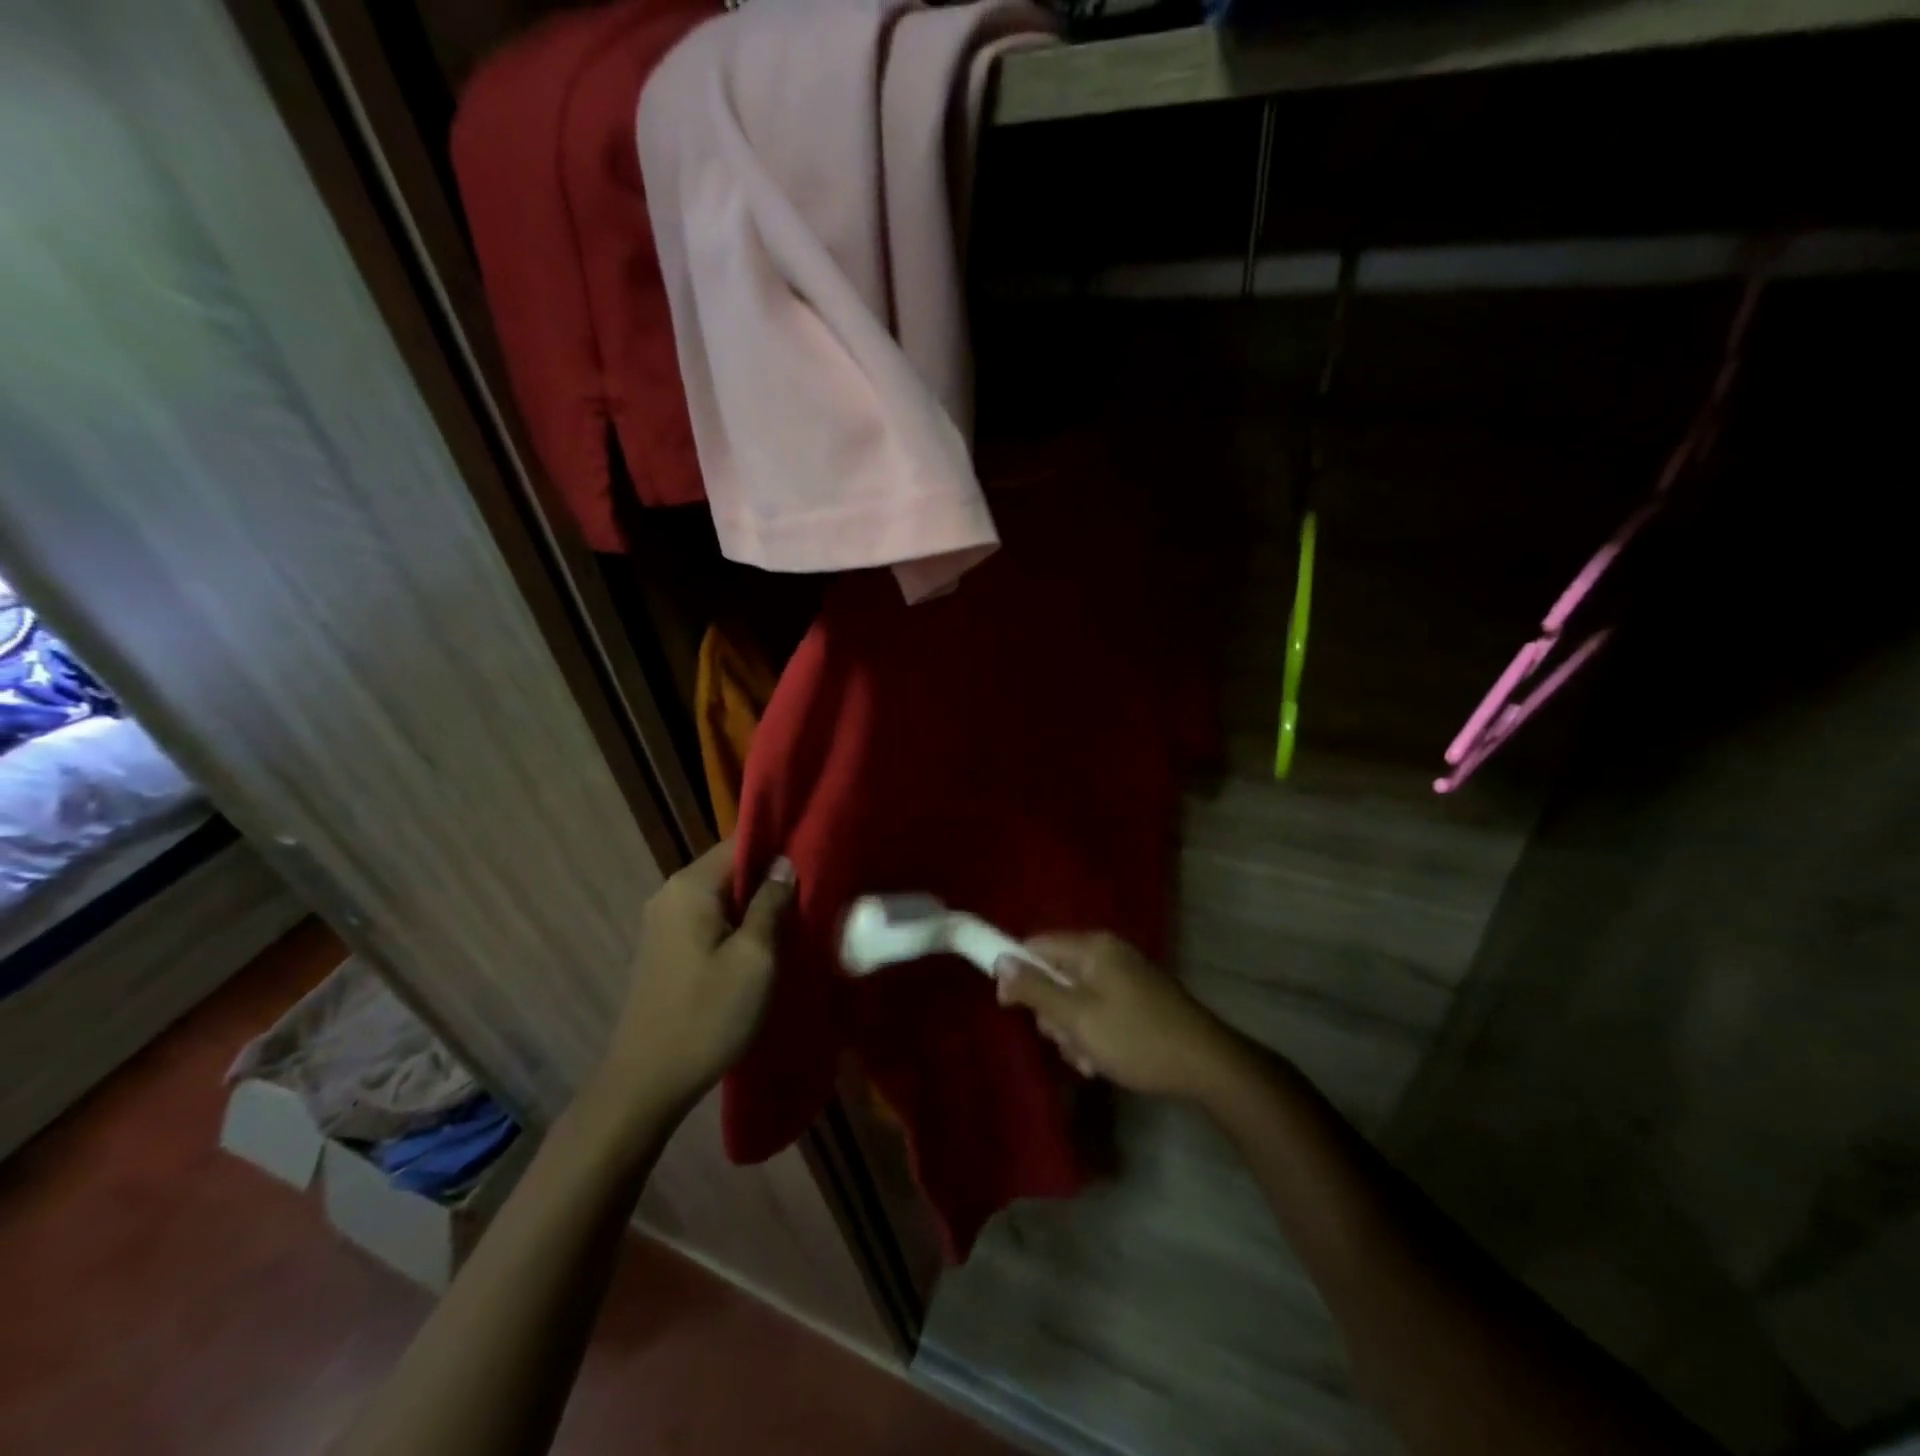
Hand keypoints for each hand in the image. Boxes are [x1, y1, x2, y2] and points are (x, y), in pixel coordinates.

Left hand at [603, 841, 793, 1105]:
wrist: (646, 1083)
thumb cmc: (708, 1015)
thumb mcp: (755, 958)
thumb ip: (771, 903)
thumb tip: (784, 864)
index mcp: (690, 886)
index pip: (741, 842)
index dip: (779, 847)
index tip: (815, 859)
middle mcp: (670, 893)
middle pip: (731, 867)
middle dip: (769, 879)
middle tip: (812, 895)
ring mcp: (663, 921)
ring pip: (722, 895)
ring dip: (755, 904)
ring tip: (793, 919)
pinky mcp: (665, 947)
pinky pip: (709, 918)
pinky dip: (736, 923)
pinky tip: (761, 945)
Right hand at [996, 932, 1236, 1097]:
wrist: (1206, 1065)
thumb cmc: (1135, 1038)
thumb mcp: (1077, 1017)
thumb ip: (1035, 989)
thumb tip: (999, 961)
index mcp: (1092, 947)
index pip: (1036, 945)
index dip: (1017, 974)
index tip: (1010, 1008)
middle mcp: (1107, 953)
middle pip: (1055, 975)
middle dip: (1052, 1014)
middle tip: (1065, 1041)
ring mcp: (1125, 975)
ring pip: (1075, 998)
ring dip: (1073, 1032)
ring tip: (1089, 1060)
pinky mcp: (1137, 998)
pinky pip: (1098, 1008)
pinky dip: (1094, 1033)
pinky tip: (1103, 1062)